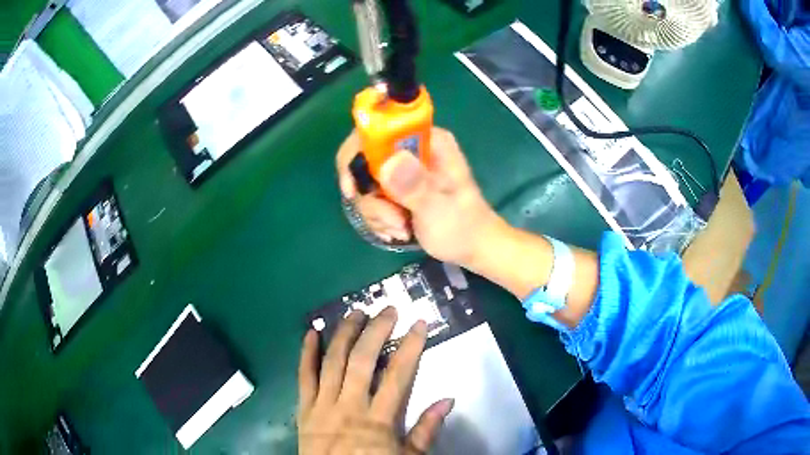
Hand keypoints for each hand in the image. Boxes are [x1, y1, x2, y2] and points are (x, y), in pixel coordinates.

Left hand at [298, 307, 453, 453]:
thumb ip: (427, 430)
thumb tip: (448, 400)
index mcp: (379, 419)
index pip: (398, 374)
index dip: (410, 346)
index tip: (419, 323)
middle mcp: (350, 405)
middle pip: (363, 360)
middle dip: (376, 331)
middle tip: (388, 310)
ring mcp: (323, 405)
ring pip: (333, 362)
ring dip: (344, 334)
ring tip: (356, 312)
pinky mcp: (304, 408)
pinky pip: (303, 377)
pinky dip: (306, 353)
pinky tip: (312, 332)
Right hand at [336, 127, 504, 266]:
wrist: (471, 246)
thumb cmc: (463, 226)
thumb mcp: (440, 207)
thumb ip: (416, 185)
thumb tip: (388, 163)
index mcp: (426, 140)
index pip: (376, 129)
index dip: (356, 156)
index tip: (355, 190)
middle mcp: (410, 148)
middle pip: (362, 161)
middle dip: (371, 197)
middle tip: (393, 220)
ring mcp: (401, 168)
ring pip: (364, 184)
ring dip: (377, 213)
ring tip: (402, 229)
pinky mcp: (395, 187)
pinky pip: (369, 199)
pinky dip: (378, 219)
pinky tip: (398, 231)